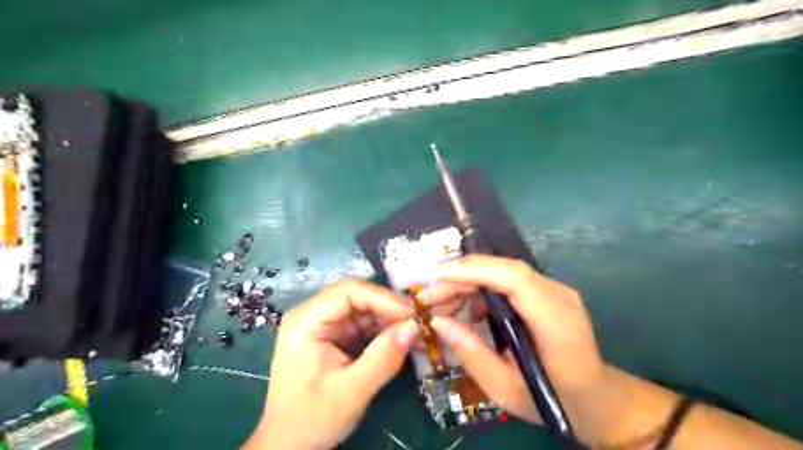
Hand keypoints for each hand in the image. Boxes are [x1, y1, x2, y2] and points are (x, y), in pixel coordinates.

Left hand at [249, 279, 417, 447]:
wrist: (288, 446)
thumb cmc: (311, 420)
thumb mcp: (351, 392)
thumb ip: (383, 358)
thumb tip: (414, 327)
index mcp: (306, 321)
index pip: (348, 291)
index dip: (382, 298)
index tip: (410, 315)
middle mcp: (313, 315)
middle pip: (357, 297)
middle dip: (389, 309)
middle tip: (417, 325)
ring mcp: (323, 326)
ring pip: (363, 310)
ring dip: (390, 321)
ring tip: (415, 335)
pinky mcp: (333, 337)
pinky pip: (363, 325)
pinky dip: (383, 332)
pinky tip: (402, 342)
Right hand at [420, 256, 608, 440]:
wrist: (597, 398)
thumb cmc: (553, 400)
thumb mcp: (505, 388)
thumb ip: (471, 352)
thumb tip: (438, 321)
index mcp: (555, 322)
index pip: (513, 278)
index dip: (473, 271)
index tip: (435, 276)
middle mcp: (558, 295)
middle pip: (503, 270)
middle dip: (460, 277)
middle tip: (428, 296)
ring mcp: (555, 290)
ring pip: (502, 272)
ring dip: (468, 282)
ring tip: (441, 304)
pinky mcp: (546, 292)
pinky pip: (507, 281)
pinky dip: (481, 289)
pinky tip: (466, 310)